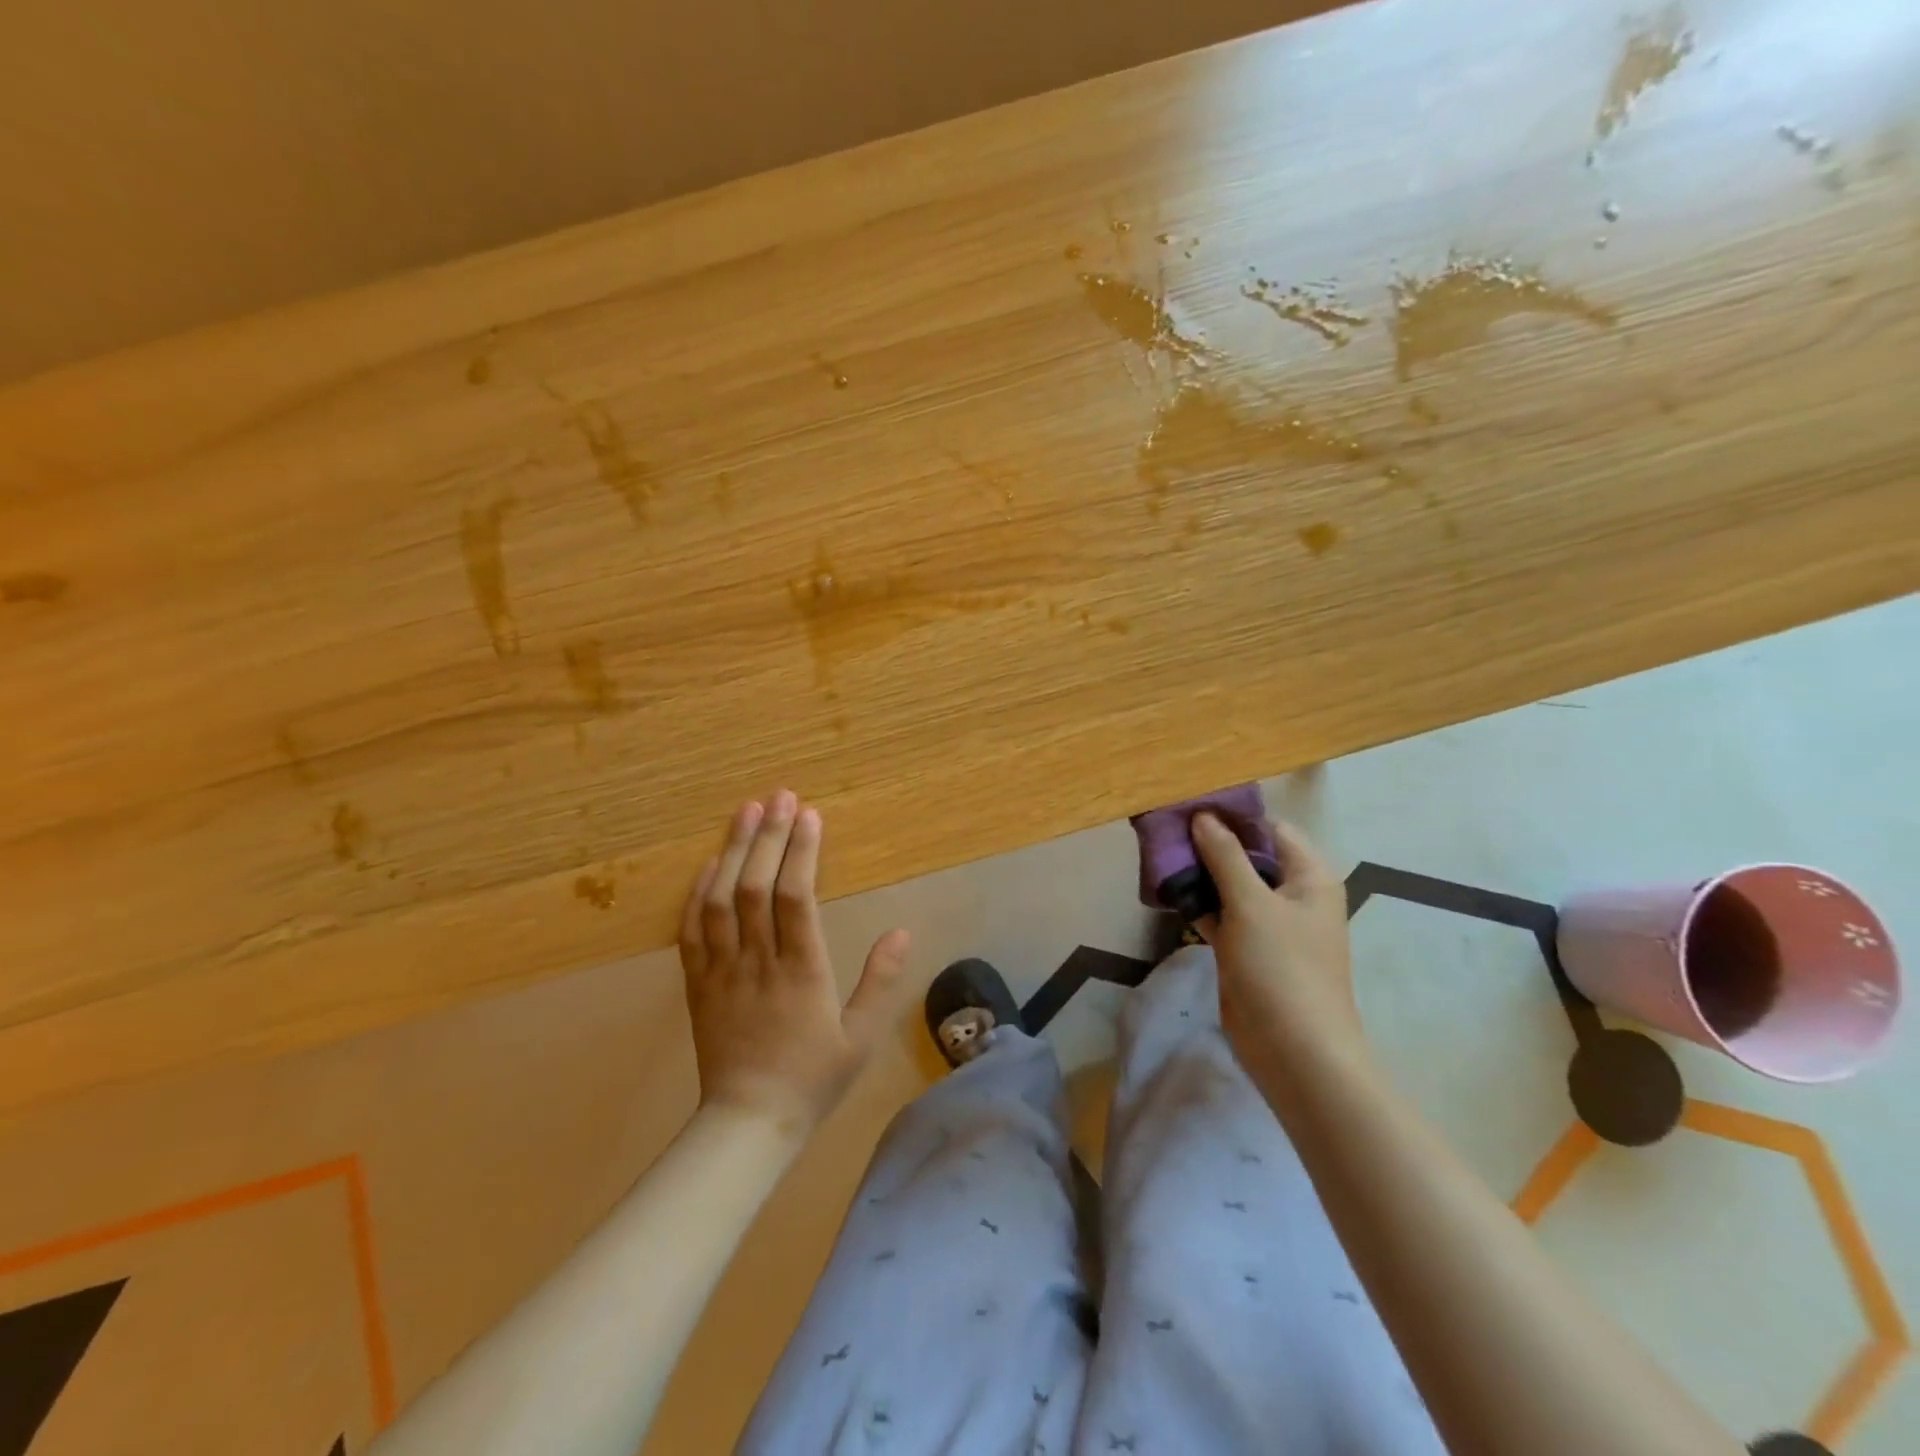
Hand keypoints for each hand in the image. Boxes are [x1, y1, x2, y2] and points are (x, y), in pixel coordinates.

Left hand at [678, 791, 911, 1137]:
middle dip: (767, 835)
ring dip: (732, 851)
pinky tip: (708, 864)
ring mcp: (722, 971)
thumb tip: (903, 931)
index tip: (809, 815)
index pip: (797, 896)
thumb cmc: (812, 1080)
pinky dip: (698, 892)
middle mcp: (758, 961)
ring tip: (745, 812)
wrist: (748, 1124)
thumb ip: (882, 982)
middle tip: (778, 795)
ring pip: (721, 899)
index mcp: (801, 971)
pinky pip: (692, 930)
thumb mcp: (862, 1038)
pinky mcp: (698, 984)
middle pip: (756, 886)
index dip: (801, 851)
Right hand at [1191, 814, 1368, 1095]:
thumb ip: (1224, 856)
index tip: (1189, 804)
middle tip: (1164, 828)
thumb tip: (1202, 816)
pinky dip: (1199, 902)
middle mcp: (1292, 893)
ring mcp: (1269, 923)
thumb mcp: (1251, 904)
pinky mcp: (1247, 948)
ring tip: (1158, 853)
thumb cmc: (1281, 968)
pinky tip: (1168, 890)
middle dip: (1209, 842)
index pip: (1269, 828)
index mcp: (1308, 876)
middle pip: (1248, 854)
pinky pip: (1221, 913)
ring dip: (1200, 872)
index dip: (1232, 815)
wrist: (1293, 1051)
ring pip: (1230, 884)